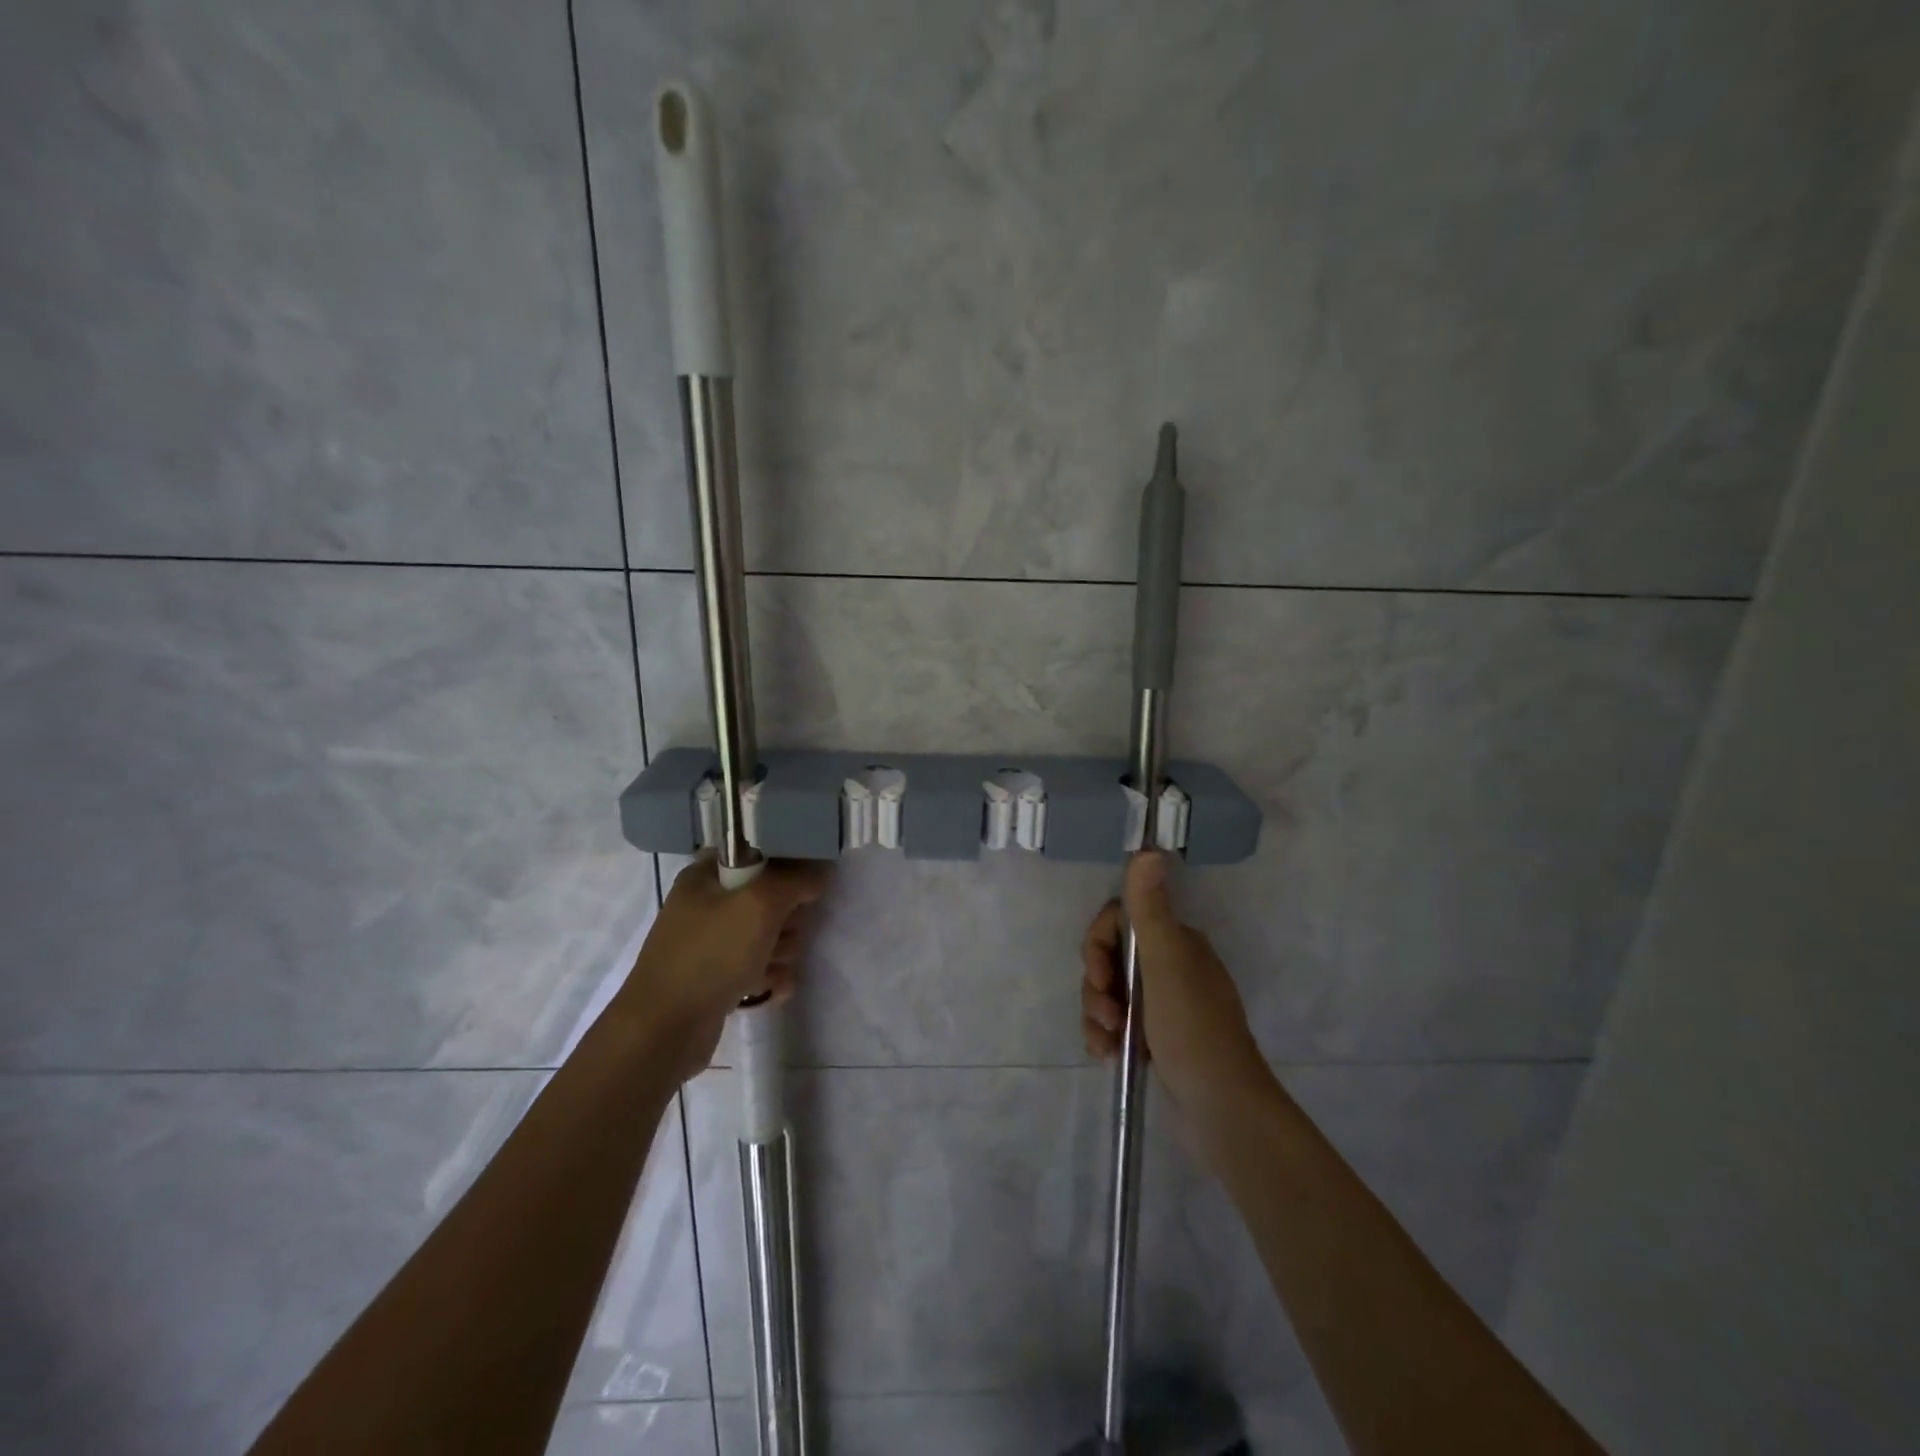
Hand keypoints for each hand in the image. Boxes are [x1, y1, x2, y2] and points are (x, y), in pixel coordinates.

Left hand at [617, 856, 829, 1082]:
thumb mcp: (759, 904)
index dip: (787, 870)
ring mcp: (711, 944)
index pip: (759, 856)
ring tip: (773, 967)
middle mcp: (706, 905)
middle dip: (787, 919)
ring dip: (782, 952)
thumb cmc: (710, 954)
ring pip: (768, 936)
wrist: (664, 1030)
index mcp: (706, 876)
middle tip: (784, 932)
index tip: (804, 889)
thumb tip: (817, 874)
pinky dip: (770, 978)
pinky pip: (759, 968)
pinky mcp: (717, 978)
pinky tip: (771, 991)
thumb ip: (794, 881)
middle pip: (769, 899)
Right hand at [1082, 852, 1273, 1155]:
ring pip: (1109, 992)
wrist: (1222, 1112)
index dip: (1099, 944)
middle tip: (1107, 1012)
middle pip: (1109, 957)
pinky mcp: (1155, 1038)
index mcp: (1177, 943)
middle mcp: (1170, 967)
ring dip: (1097, 1014)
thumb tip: (1148, 849)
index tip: (1098, 972)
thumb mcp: (1167, 965)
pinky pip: (1115, 1024)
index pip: (1120, 921)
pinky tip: (1107, 1056)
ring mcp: (1163, 1005)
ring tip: (1108, 1042)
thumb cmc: (1194, 1030)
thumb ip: (1149, 909)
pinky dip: (1105, 1036)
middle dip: (1097, 984)